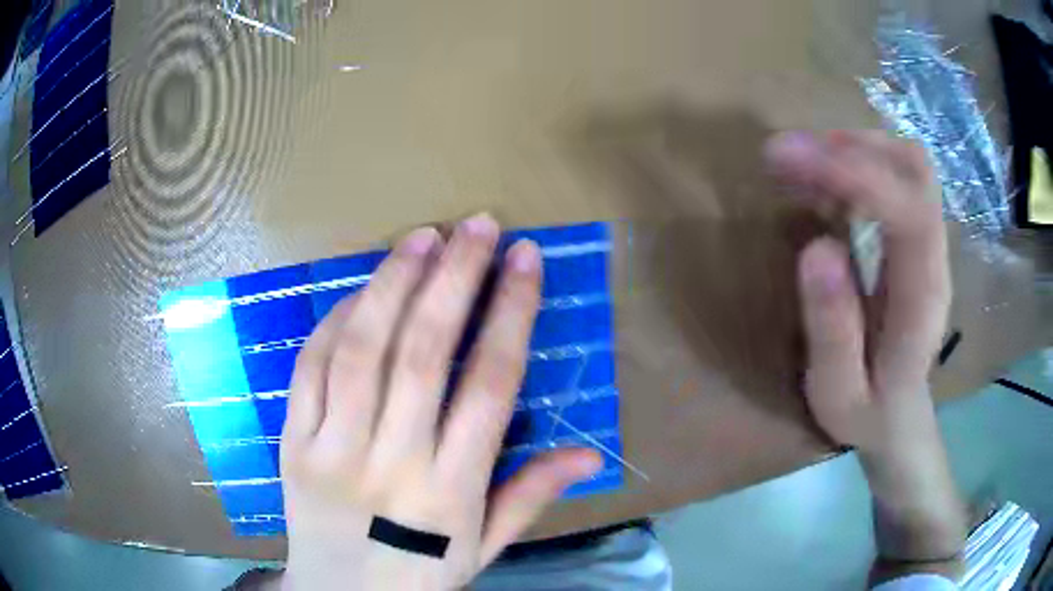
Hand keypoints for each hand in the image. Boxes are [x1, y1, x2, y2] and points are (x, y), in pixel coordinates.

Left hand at [279, 214, 602, 590]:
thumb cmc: (417, 574)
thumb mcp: (483, 549)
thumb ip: (530, 498)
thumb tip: (588, 455)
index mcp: (450, 493)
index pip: (489, 387)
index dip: (510, 314)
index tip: (526, 260)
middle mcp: (391, 464)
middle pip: (423, 353)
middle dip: (455, 279)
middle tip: (478, 225)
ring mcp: (331, 450)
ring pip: (361, 350)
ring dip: (393, 283)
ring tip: (423, 236)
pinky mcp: (292, 443)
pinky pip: (310, 368)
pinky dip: (336, 320)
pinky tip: (363, 290)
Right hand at [765, 131, 967, 571]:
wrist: (901, 421)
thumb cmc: (869, 415)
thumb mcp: (839, 395)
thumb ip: (832, 332)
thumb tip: (816, 248)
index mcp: (923, 300)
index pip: (909, 211)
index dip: (855, 174)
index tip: (792, 160)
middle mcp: (935, 258)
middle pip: (915, 169)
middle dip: (852, 146)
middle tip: (788, 153)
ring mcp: (930, 244)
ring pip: (907, 164)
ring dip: (852, 148)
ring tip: (798, 160)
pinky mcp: (918, 239)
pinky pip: (896, 178)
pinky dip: (857, 162)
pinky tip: (822, 178)